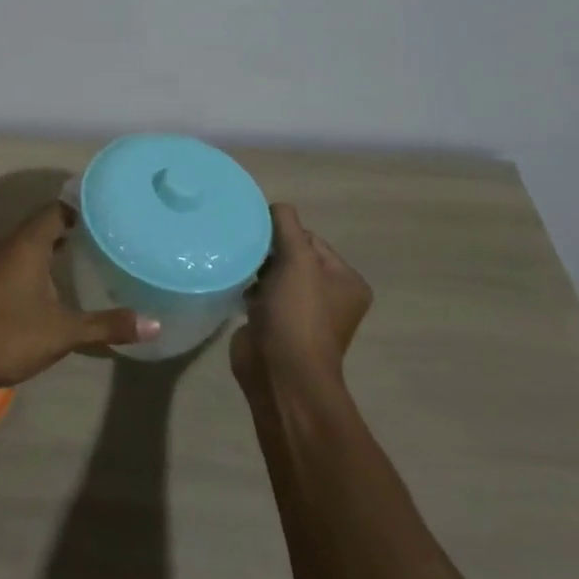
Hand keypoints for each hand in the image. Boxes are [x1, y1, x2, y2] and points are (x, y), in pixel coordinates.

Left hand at [0, 204, 158, 392]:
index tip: (107, 212)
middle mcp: (8, 246)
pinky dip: (37, 259)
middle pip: (41, 223)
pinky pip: (17, 258)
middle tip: (104, 232)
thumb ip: (107, 325)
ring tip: (85, 251)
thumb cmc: (10, 337)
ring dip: (52, 243)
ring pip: (27, 242)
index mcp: (27, 245)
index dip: (80, 207)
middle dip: (70, 224)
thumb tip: (154, 324)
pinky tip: (53, 281)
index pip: (55, 209)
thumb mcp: (64, 332)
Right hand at [230, 203, 371, 401]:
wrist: (281, 372)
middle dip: (267, 250)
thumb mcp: (297, 260)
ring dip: (255, 268)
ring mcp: (301, 313)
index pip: (311, 239)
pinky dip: (246, 287)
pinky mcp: (275, 325)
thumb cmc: (298, 313)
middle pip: (291, 255)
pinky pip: (259, 294)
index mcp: (346, 281)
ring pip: (273, 274)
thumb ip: (287, 225)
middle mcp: (328, 296)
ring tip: (235, 262)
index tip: (259, 234)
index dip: (284, 233)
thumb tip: (276, 206)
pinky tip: (232, 282)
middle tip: (243, 246)